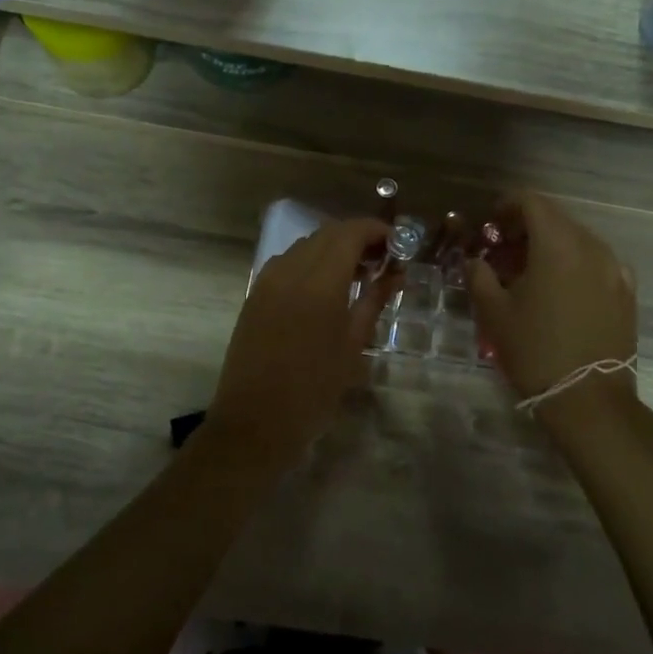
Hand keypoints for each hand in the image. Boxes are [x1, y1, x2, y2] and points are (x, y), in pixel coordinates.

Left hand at [206, 218, 394, 463]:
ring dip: (334, 248)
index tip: (397, 245)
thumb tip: (396, 273)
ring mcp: (267, 280)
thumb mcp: (353, 345)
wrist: (255, 422)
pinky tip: (326, 287)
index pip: (350, 233)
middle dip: (357, 237)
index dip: (376, 231)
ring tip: (358, 273)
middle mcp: (290, 270)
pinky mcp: (255, 294)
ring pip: (306, 245)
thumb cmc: (314, 390)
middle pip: (327, 233)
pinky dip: (312, 262)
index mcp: (319, 283)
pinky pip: (288, 262)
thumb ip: (374, 300)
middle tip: (383, 260)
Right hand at [469, 193, 638, 405]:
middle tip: (502, 252)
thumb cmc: (535, 350)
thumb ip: (479, 275)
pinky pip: (596, 263)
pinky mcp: (627, 292)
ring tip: (529, 275)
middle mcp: (592, 246)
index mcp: (558, 244)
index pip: (532, 202)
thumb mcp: (494, 312)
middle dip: (526, 228)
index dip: (506, 206)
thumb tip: (475, 260)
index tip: (489, 224)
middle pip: (556, 219)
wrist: (589, 398)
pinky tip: (560, 292)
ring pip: (577, 241)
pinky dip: (574, 265)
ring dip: (550, 247)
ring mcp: (615, 269)